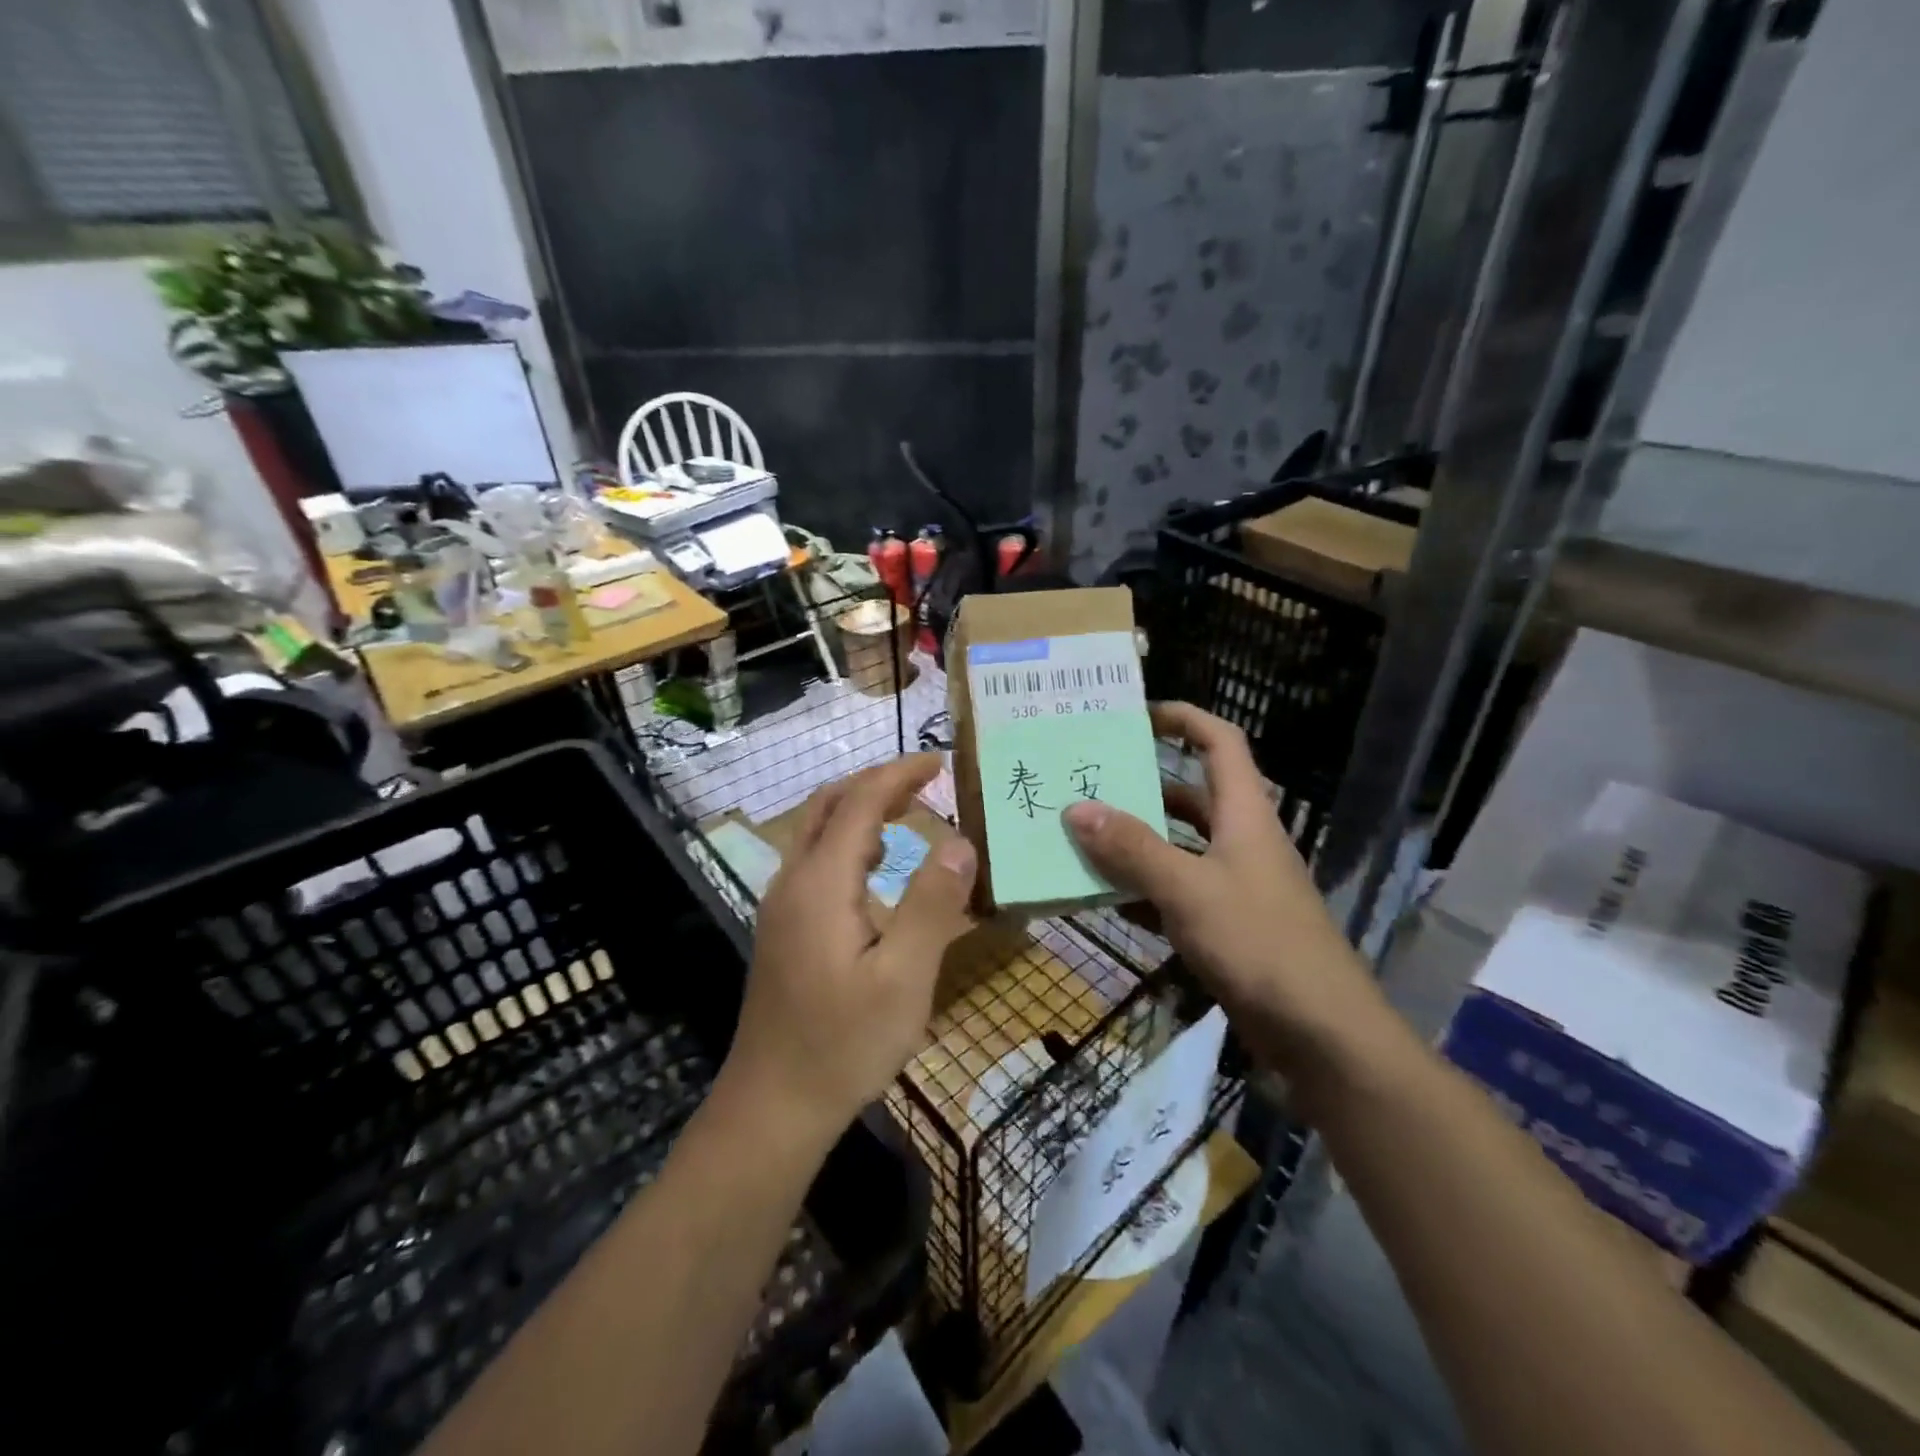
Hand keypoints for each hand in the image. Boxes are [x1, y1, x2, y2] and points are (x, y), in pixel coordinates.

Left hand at [721, 755, 977, 1139]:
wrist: (773, 1106)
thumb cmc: (844, 1044)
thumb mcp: (904, 978)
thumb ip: (932, 905)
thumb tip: (959, 844)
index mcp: (821, 882)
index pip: (859, 802)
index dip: (898, 773)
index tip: (939, 762)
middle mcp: (793, 881)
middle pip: (829, 806)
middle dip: (876, 783)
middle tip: (925, 781)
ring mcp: (781, 906)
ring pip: (817, 833)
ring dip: (861, 810)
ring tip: (908, 814)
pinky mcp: (782, 929)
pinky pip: (815, 862)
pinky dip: (849, 842)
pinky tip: (877, 869)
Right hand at [1061, 702, 1383, 1075]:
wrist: (1321, 1035)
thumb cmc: (1260, 944)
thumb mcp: (1189, 890)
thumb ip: (1133, 849)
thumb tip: (1076, 808)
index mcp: (1244, 815)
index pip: (1220, 743)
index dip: (1183, 718)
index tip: (1135, 715)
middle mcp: (1240, 841)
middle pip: (1189, 795)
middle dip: (1140, 785)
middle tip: (1085, 781)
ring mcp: (1234, 886)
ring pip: (1177, 847)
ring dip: (1134, 841)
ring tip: (1079, 835)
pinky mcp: (1225, 926)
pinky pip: (1174, 893)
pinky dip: (1141, 890)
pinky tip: (1102, 897)